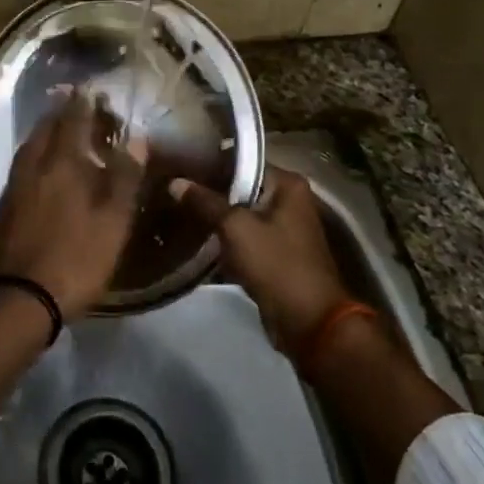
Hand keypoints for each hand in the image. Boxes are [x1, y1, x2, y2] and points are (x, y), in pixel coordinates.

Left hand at [0, 93, 143, 318]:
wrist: (22, 298)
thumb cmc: (76, 258)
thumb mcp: (113, 221)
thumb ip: (124, 177)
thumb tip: (136, 137)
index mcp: (62, 165)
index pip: (72, 122)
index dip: (81, 104)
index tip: (88, 88)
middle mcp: (33, 167)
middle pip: (44, 130)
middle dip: (58, 114)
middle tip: (70, 103)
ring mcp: (13, 188)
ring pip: (27, 149)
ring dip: (42, 134)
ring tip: (54, 129)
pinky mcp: (2, 209)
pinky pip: (19, 169)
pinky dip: (31, 158)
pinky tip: (37, 169)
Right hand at [168, 169, 349, 347]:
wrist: (309, 322)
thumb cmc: (276, 264)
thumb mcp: (235, 228)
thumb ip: (205, 202)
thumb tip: (175, 182)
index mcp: (288, 184)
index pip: (242, 161)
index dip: (210, 163)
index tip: (180, 165)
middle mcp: (289, 200)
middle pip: (241, 187)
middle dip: (209, 191)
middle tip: (174, 188)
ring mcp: (283, 228)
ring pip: (240, 214)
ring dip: (215, 216)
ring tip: (178, 209)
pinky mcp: (275, 253)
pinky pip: (244, 236)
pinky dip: (224, 238)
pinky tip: (195, 236)